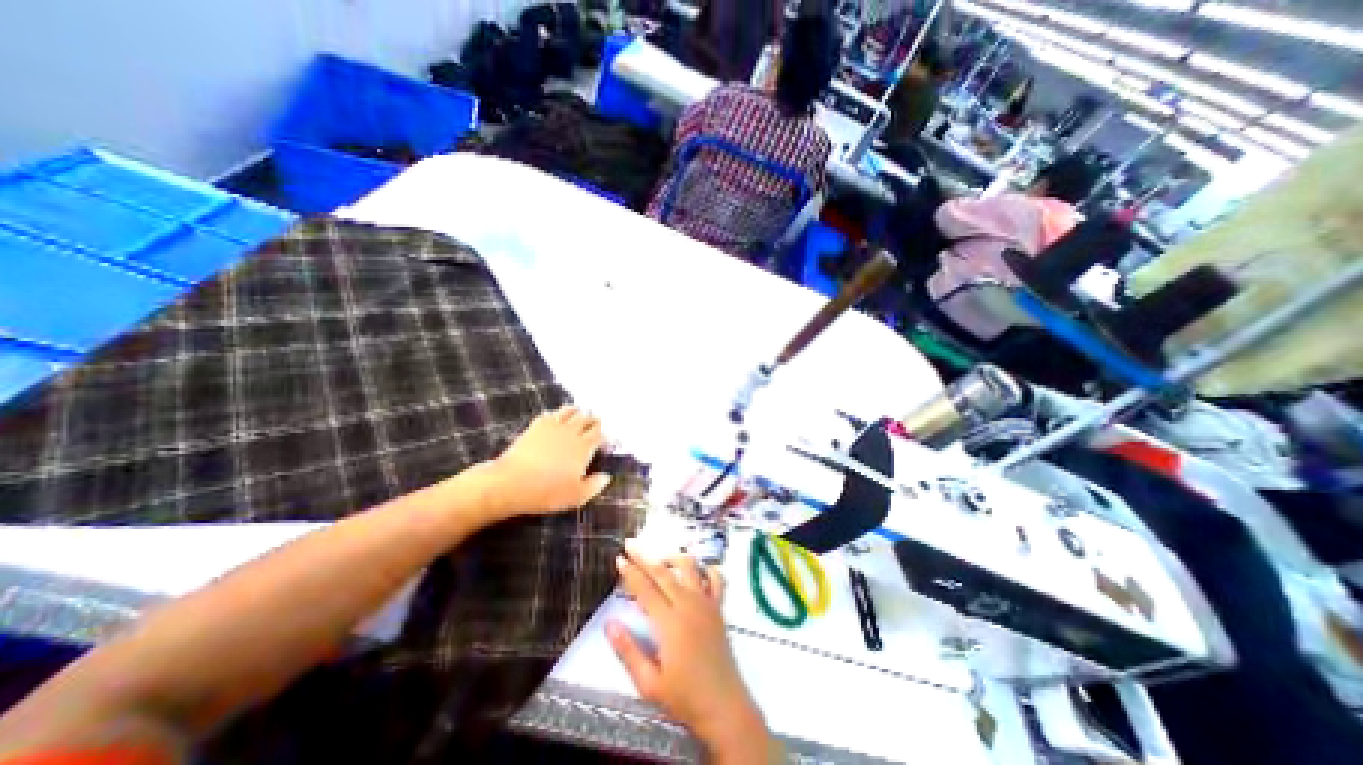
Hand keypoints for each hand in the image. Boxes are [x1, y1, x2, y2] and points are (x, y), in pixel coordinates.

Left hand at [478, 407, 606, 520]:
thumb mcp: (576, 496)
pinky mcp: (536, 426)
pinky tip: (557, 418)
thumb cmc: (546, 492)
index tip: (605, 444)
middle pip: (587, 419)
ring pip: (570, 411)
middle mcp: (571, 433)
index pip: (599, 434)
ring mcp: (553, 427)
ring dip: (577, 413)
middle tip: (596, 425)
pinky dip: (558, 414)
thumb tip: (606, 476)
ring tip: (579, 415)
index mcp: (583, 448)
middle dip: (593, 421)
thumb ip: (594, 486)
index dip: (604, 437)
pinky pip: (551, 414)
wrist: (511, 483)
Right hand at [608, 545, 775, 759]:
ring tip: (660, 557)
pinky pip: (716, 578)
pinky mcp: (719, 607)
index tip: (619, 558)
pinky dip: (706, 568)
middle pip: (663, 572)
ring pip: (689, 567)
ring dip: (673, 556)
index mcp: (669, 622)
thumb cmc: (684, 698)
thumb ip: (628, 651)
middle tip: (630, 544)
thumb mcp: (649, 683)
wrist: (724, 707)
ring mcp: (706, 603)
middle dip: (644, 556)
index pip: (645, 588)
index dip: (630, 572)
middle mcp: (688, 604)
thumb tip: (610, 624)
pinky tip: (697, 570)